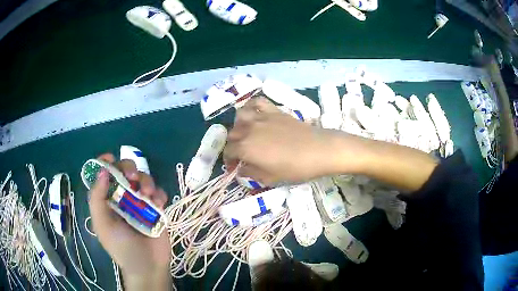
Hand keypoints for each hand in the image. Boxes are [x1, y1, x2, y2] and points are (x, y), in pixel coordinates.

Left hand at [88, 154, 171, 289]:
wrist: (148, 266)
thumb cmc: (121, 247)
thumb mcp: (103, 224)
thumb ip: (97, 198)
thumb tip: (103, 170)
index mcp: (107, 200)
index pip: (103, 175)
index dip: (105, 163)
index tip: (112, 158)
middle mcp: (122, 198)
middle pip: (124, 171)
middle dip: (129, 168)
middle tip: (133, 178)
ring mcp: (140, 203)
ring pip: (143, 179)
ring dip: (146, 181)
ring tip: (148, 195)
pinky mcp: (156, 209)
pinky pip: (158, 192)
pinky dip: (159, 193)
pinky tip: (159, 203)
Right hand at [224, 97, 340, 184]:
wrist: (318, 150)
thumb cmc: (295, 168)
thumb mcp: (270, 178)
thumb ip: (251, 173)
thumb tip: (241, 170)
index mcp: (246, 148)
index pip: (228, 151)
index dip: (229, 160)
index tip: (234, 166)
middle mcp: (249, 129)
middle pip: (232, 134)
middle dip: (233, 144)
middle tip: (241, 153)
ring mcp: (261, 117)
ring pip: (240, 116)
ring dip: (239, 125)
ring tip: (246, 132)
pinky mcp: (274, 110)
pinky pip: (257, 102)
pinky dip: (252, 106)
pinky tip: (255, 113)